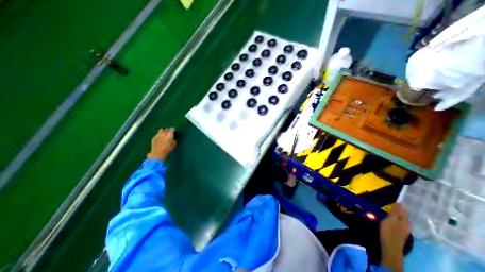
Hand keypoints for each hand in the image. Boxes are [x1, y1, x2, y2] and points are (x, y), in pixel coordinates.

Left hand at [149, 128, 178, 161]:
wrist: (158, 153)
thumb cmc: (167, 149)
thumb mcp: (173, 145)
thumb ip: (174, 140)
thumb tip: (174, 139)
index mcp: (169, 135)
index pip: (172, 129)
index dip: (173, 129)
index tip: (174, 131)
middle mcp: (164, 133)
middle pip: (166, 129)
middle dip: (168, 130)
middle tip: (169, 133)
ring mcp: (158, 135)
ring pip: (161, 130)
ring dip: (163, 131)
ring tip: (164, 134)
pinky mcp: (154, 137)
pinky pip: (157, 134)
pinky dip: (159, 135)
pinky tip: (160, 139)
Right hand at [381, 204, 410, 271]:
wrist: (389, 246)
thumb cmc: (389, 231)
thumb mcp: (391, 220)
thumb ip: (396, 212)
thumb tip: (401, 203)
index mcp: (406, 221)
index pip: (404, 211)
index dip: (399, 205)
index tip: (392, 199)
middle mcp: (407, 225)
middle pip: (402, 215)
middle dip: (397, 209)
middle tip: (388, 202)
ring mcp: (403, 229)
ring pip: (399, 219)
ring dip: (394, 214)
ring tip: (386, 208)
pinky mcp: (398, 232)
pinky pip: (396, 222)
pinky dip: (393, 218)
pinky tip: (387, 217)